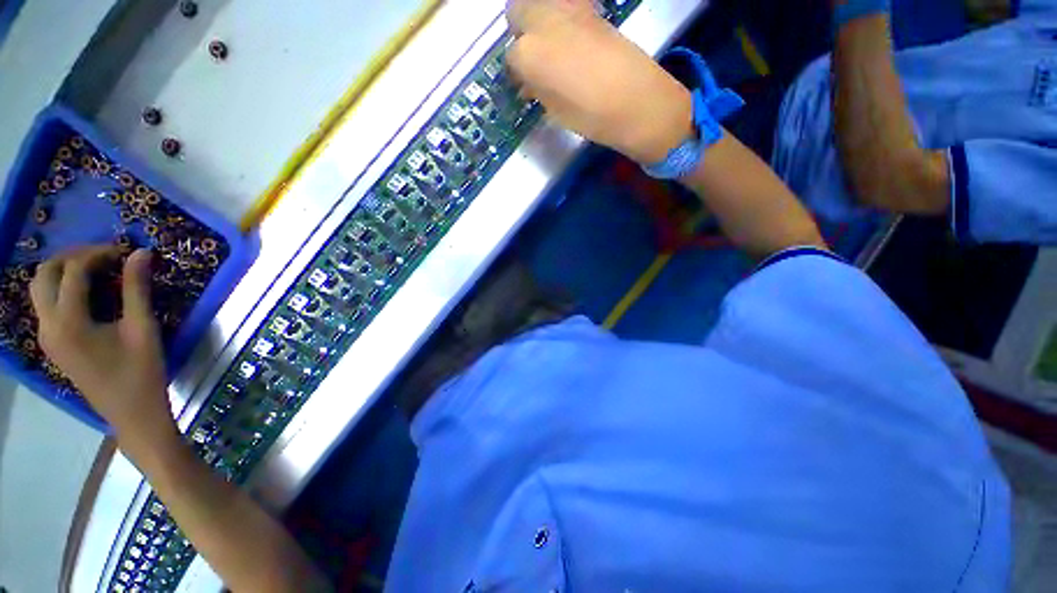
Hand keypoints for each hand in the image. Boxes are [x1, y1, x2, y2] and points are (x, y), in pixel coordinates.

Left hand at [30, 246, 176, 448]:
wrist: (131, 413)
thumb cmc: (141, 371)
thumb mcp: (143, 328)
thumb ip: (137, 289)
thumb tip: (141, 253)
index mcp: (69, 322)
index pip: (73, 271)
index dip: (97, 254)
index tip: (124, 251)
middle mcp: (48, 325)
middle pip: (44, 275)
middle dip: (72, 257)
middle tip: (104, 256)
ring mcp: (46, 336)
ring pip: (40, 288)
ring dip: (63, 271)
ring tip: (95, 269)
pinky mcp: (52, 343)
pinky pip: (47, 304)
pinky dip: (62, 288)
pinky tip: (87, 292)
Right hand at [505, 0, 693, 164]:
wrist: (635, 99)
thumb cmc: (589, 116)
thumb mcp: (553, 111)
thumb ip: (536, 89)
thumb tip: (528, 82)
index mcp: (527, 54)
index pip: (510, 57)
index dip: (517, 72)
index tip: (524, 83)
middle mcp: (541, 22)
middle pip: (516, 13)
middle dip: (520, 33)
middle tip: (532, 56)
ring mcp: (567, 9)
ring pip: (539, 2)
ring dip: (538, 20)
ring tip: (551, 46)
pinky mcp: (590, 8)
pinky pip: (564, 6)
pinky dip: (561, 18)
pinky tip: (571, 40)